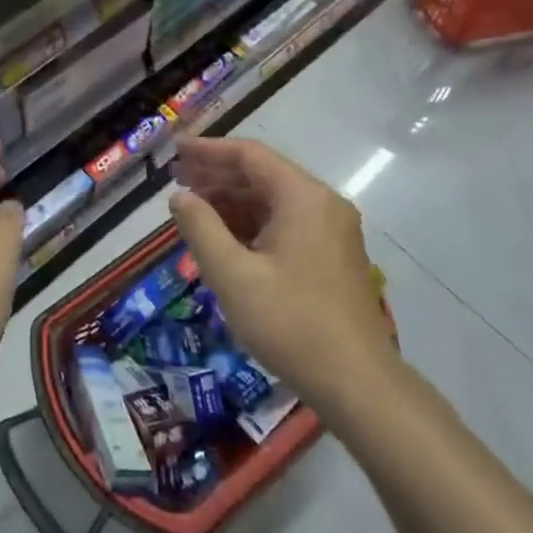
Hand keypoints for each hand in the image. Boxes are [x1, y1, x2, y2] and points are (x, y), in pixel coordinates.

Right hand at [168, 138, 394, 422]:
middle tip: (177, 180)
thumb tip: (179, 197)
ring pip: (274, 201)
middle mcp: (322, 204)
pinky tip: (226, 238)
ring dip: (234, 201)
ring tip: (194, 209)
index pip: (250, 155)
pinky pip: (286, 224)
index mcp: (303, 198)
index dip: (209, 150)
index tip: (175, 152)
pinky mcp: (332, 256)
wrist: (358, 382)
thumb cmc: (291, 323)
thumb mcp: (234, 276)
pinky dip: (252, 224)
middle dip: (218, 176)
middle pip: (263, 175)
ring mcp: (332, 231)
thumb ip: (201, 228)